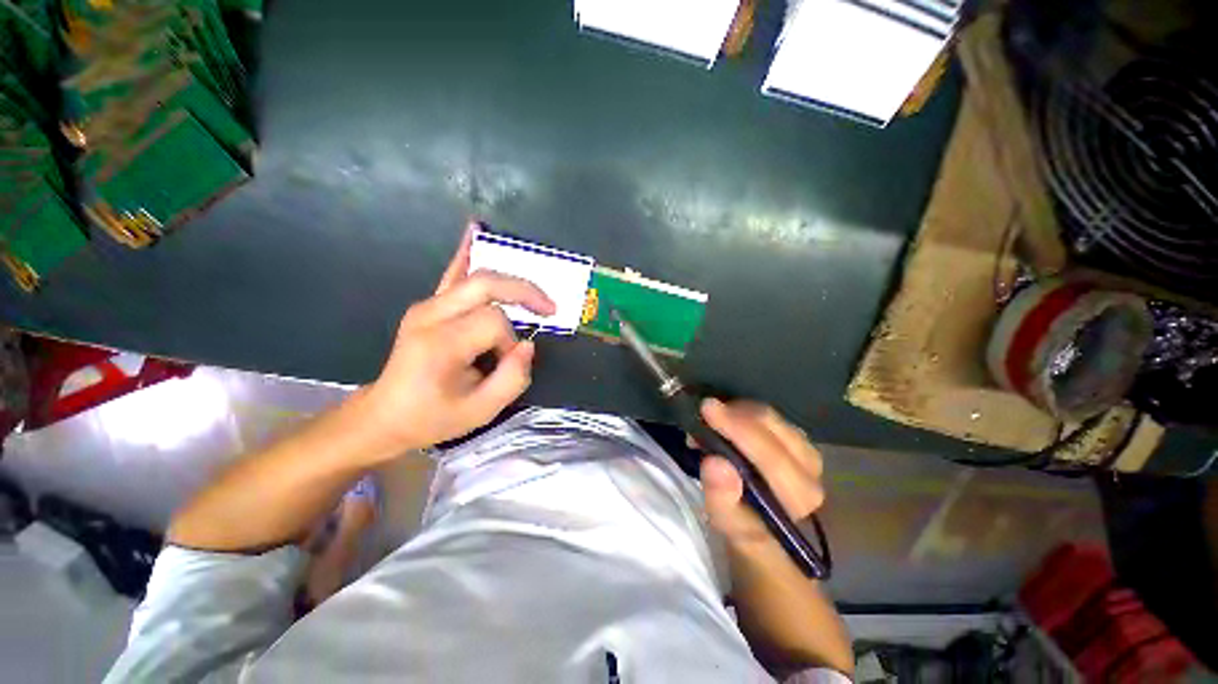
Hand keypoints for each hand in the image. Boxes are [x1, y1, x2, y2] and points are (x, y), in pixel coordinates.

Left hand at [364, 224, 554, 450]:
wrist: (385, 415)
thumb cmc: (432, 418)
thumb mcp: (480, 411)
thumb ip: (513, 378)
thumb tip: (528, 345)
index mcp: (441, 343)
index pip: (494, 322)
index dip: (511, 341)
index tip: (508, 362)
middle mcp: (431, 315)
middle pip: (486, 285)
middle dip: (524, 292)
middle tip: (548, 309)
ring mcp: (426, 306)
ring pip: (475, 276)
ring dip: (510, 283)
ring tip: (536, 294)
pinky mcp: (427, 306)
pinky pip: (452, 274)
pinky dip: (467, 253)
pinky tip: (475, 230)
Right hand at [698, 399, 824, 551]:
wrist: (761, 520)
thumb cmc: (742, 522)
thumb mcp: (724, 519)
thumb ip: (720, 497)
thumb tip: (715, 462)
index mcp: (798, 497)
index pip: (772, 458)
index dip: (739, 431)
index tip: (707, 410)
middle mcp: (811, 472)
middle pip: (773, 429)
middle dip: (734, 416)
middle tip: (704, 411)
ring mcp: (807, 452)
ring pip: (771, 418)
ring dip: (738, 412)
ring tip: (713, 419)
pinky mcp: (799, 440)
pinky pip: (770, 416)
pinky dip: (744, 412)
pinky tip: (728, 418)